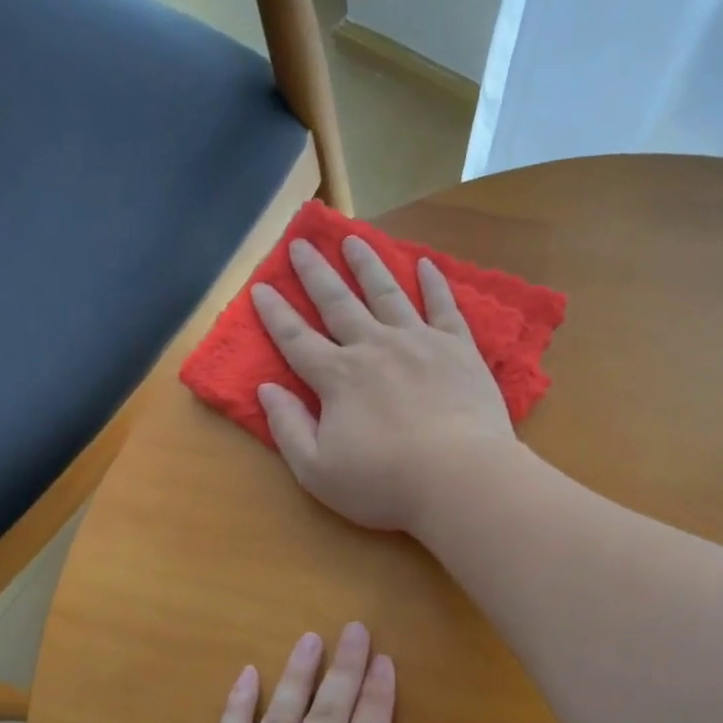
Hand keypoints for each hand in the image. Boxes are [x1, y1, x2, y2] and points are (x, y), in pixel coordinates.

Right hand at [252, 236, 514, 532]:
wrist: (460, 479)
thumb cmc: (385, 483)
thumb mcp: (317, 471)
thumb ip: (288, 428)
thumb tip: (266, 389)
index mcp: (337, 378)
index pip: (296, 339)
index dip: (275, 313)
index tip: (262, 286)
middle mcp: (373, 347)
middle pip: (338, 302)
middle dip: (316, 272)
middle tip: (302, 242)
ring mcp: (418, 342)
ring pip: (386, 292)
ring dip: (367, 264)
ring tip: (353, 239)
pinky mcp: (458, 348)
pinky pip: (443, 306)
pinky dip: (434, 283)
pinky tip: (425, 264)